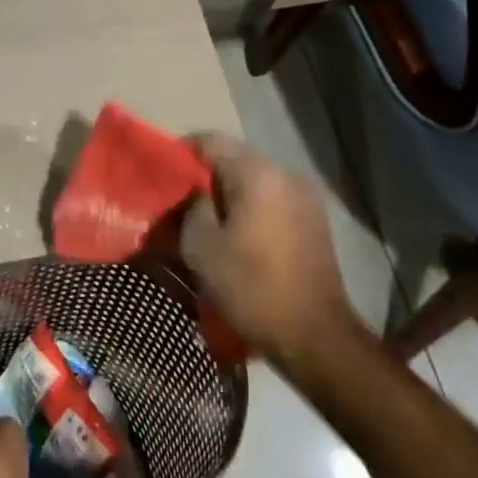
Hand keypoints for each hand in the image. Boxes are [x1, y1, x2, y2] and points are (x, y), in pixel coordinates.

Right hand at [180, 132, 367, 367]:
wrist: (315, 337)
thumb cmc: (252, 287)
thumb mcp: (201, 247)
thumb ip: (189, 207)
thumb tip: (191, 193)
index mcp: (257, 173)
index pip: (210, 140)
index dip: (181, 153)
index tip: (162, 178)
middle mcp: (285, 173)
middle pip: (233, 159)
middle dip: (204, 177)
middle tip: (179, 203)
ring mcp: (305, 196)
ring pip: (252, 181)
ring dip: (227, 195)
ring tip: (205, 223)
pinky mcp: (314, 220)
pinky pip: (271, 200)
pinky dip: (249, 209)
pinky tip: (236, 237)